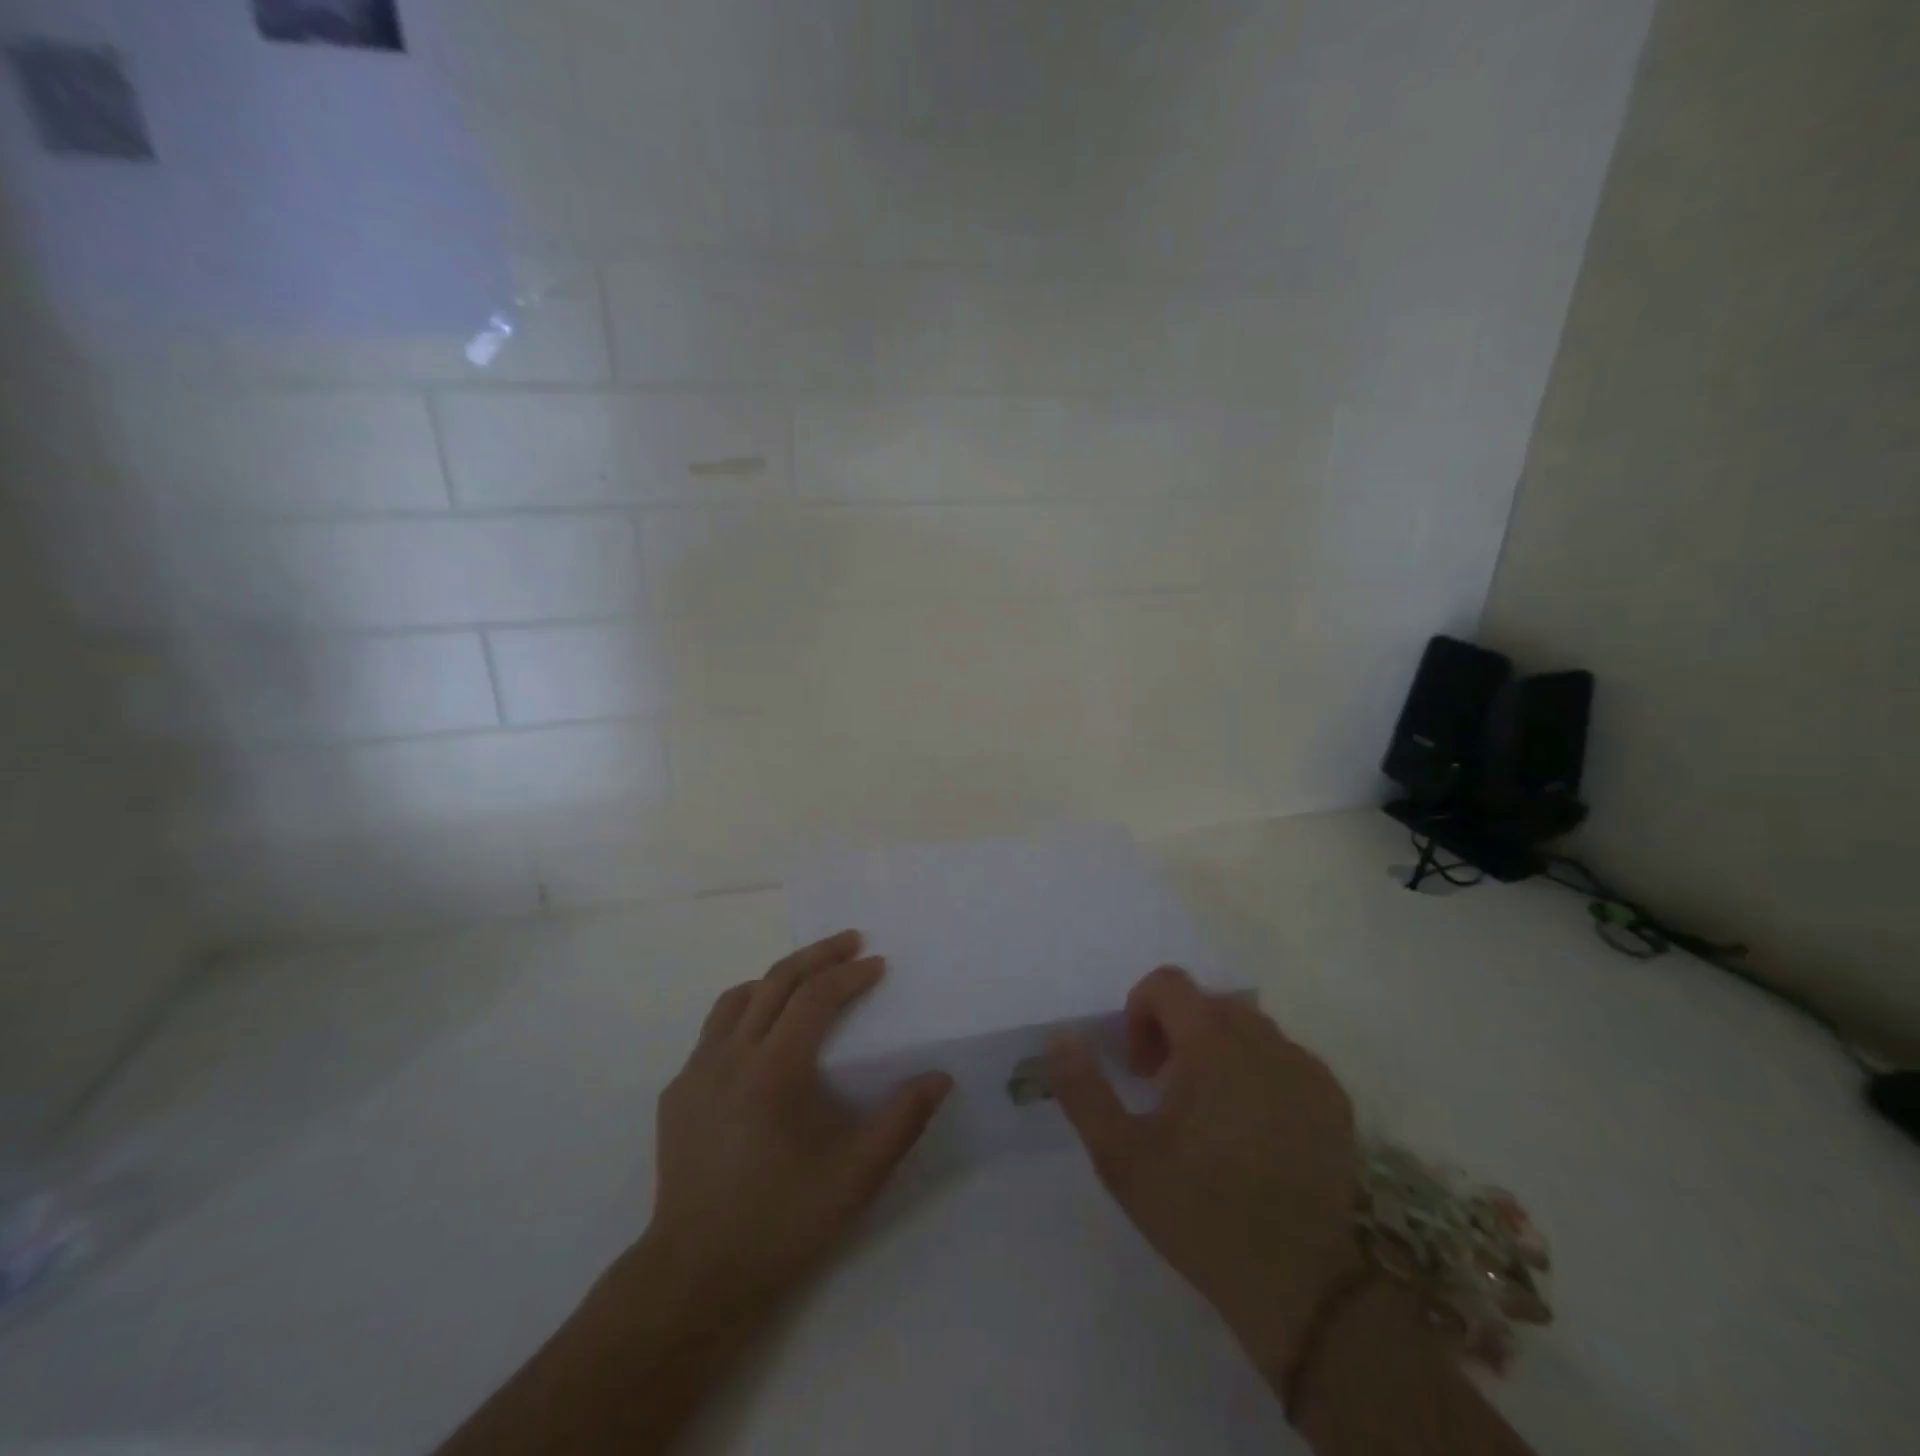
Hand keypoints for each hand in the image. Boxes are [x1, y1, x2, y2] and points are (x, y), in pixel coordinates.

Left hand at [636, 930, 952, 1329]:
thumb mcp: (856, 1177)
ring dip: (776, 979)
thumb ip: (901, 1121)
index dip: (850, 975)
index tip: (878, 964)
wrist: (693, 1279)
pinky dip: (744, 1014)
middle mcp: (730, 1056)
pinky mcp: (676, 1095)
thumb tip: (940, 1076)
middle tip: (851, 942)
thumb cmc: (781, 1223)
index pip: (815, 997)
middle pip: (776, 980)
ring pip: (736, 999)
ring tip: (806, 981)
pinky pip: (713, 1032)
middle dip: (818, 955)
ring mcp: (695, 1073)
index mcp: (773, 1069)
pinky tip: (759, 1042)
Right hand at [1046, 966, 1360, 1379]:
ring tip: (1211, 1117)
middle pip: (1207, 1004)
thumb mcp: (1124, 1160)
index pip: (1168, 983)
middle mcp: (1263, 1040)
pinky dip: (1260, 1075)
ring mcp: (1305, 1068)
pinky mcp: (1335, 1101)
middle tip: (1167, 1094)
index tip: (1140, 1070)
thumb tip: (1060, 1037)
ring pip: (1248, 1030)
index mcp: (1211, 1043)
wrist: (1315, 1290)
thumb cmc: (1206, 1216)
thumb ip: (1084, 1091)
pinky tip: (1256, 1135)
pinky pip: (1285, 1060)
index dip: (1140, 1012)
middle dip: (1177, 1033)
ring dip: (1219, 1052)